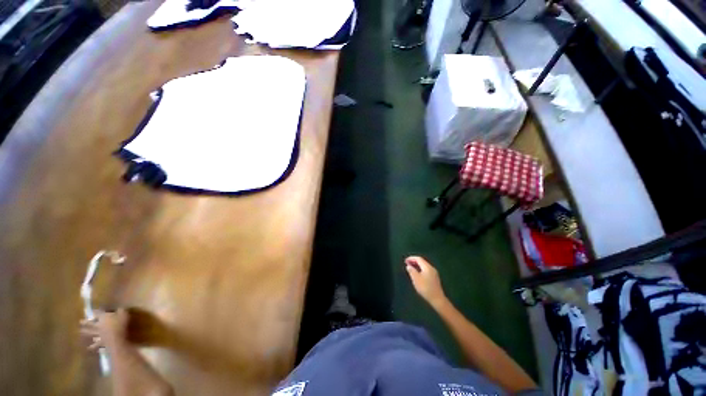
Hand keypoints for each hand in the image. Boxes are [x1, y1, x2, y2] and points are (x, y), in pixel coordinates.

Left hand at [80, 308, 129, 351]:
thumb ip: (121, 310)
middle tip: (80, 322)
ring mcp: (98, 335)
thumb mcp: (124, 314)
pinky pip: (95, 345)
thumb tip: (119, 308)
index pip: (97, 313)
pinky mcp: (101, 343)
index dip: (95, 311)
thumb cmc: (121, 324)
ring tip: (81, 333)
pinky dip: (92, 346)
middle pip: (90, 324)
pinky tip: (89, 347)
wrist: (117, 339)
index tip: (92, 310)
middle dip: (85, 323)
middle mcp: (98, 325)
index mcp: (103, 317)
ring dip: (86, 333)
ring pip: (90, 333)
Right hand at [405, 256, 447, 308]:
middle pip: (422, 261)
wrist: (437, 299)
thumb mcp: (416, 279)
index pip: (418, 258)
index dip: (411, 258)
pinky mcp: (434, 278)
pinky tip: (417, 274)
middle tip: (407, 263)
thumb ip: (411, 271)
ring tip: (410, 268)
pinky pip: (425, 270)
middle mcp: (431, 268)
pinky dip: (420, 269)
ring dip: (416, 266)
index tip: (405, 261)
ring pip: (424, 266)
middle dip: (414, 261)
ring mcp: (434, 273)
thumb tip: (409, 266)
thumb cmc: (425, 288)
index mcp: (427, 267)